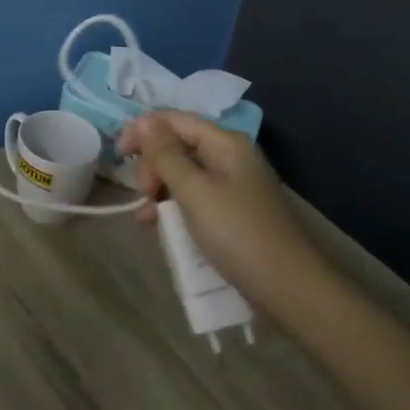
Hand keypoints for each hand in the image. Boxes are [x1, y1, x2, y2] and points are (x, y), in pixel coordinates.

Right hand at [116, 111, 327, 307]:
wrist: (291, 290)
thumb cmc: (238, 234)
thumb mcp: (194, 192)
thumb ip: (165, 154)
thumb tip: (144, 120)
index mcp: (225, 142)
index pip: (173, 119)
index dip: (142, 131)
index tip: (117, 157)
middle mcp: (231, 156)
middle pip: (177, 145)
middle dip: (152, 165)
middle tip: (144, 195)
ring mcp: (234, 184)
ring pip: (184, 173)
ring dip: (160, 190)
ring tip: (147, 218)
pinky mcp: (234, 211)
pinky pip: (195, 197)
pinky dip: (175, 207)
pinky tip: (161, 227)